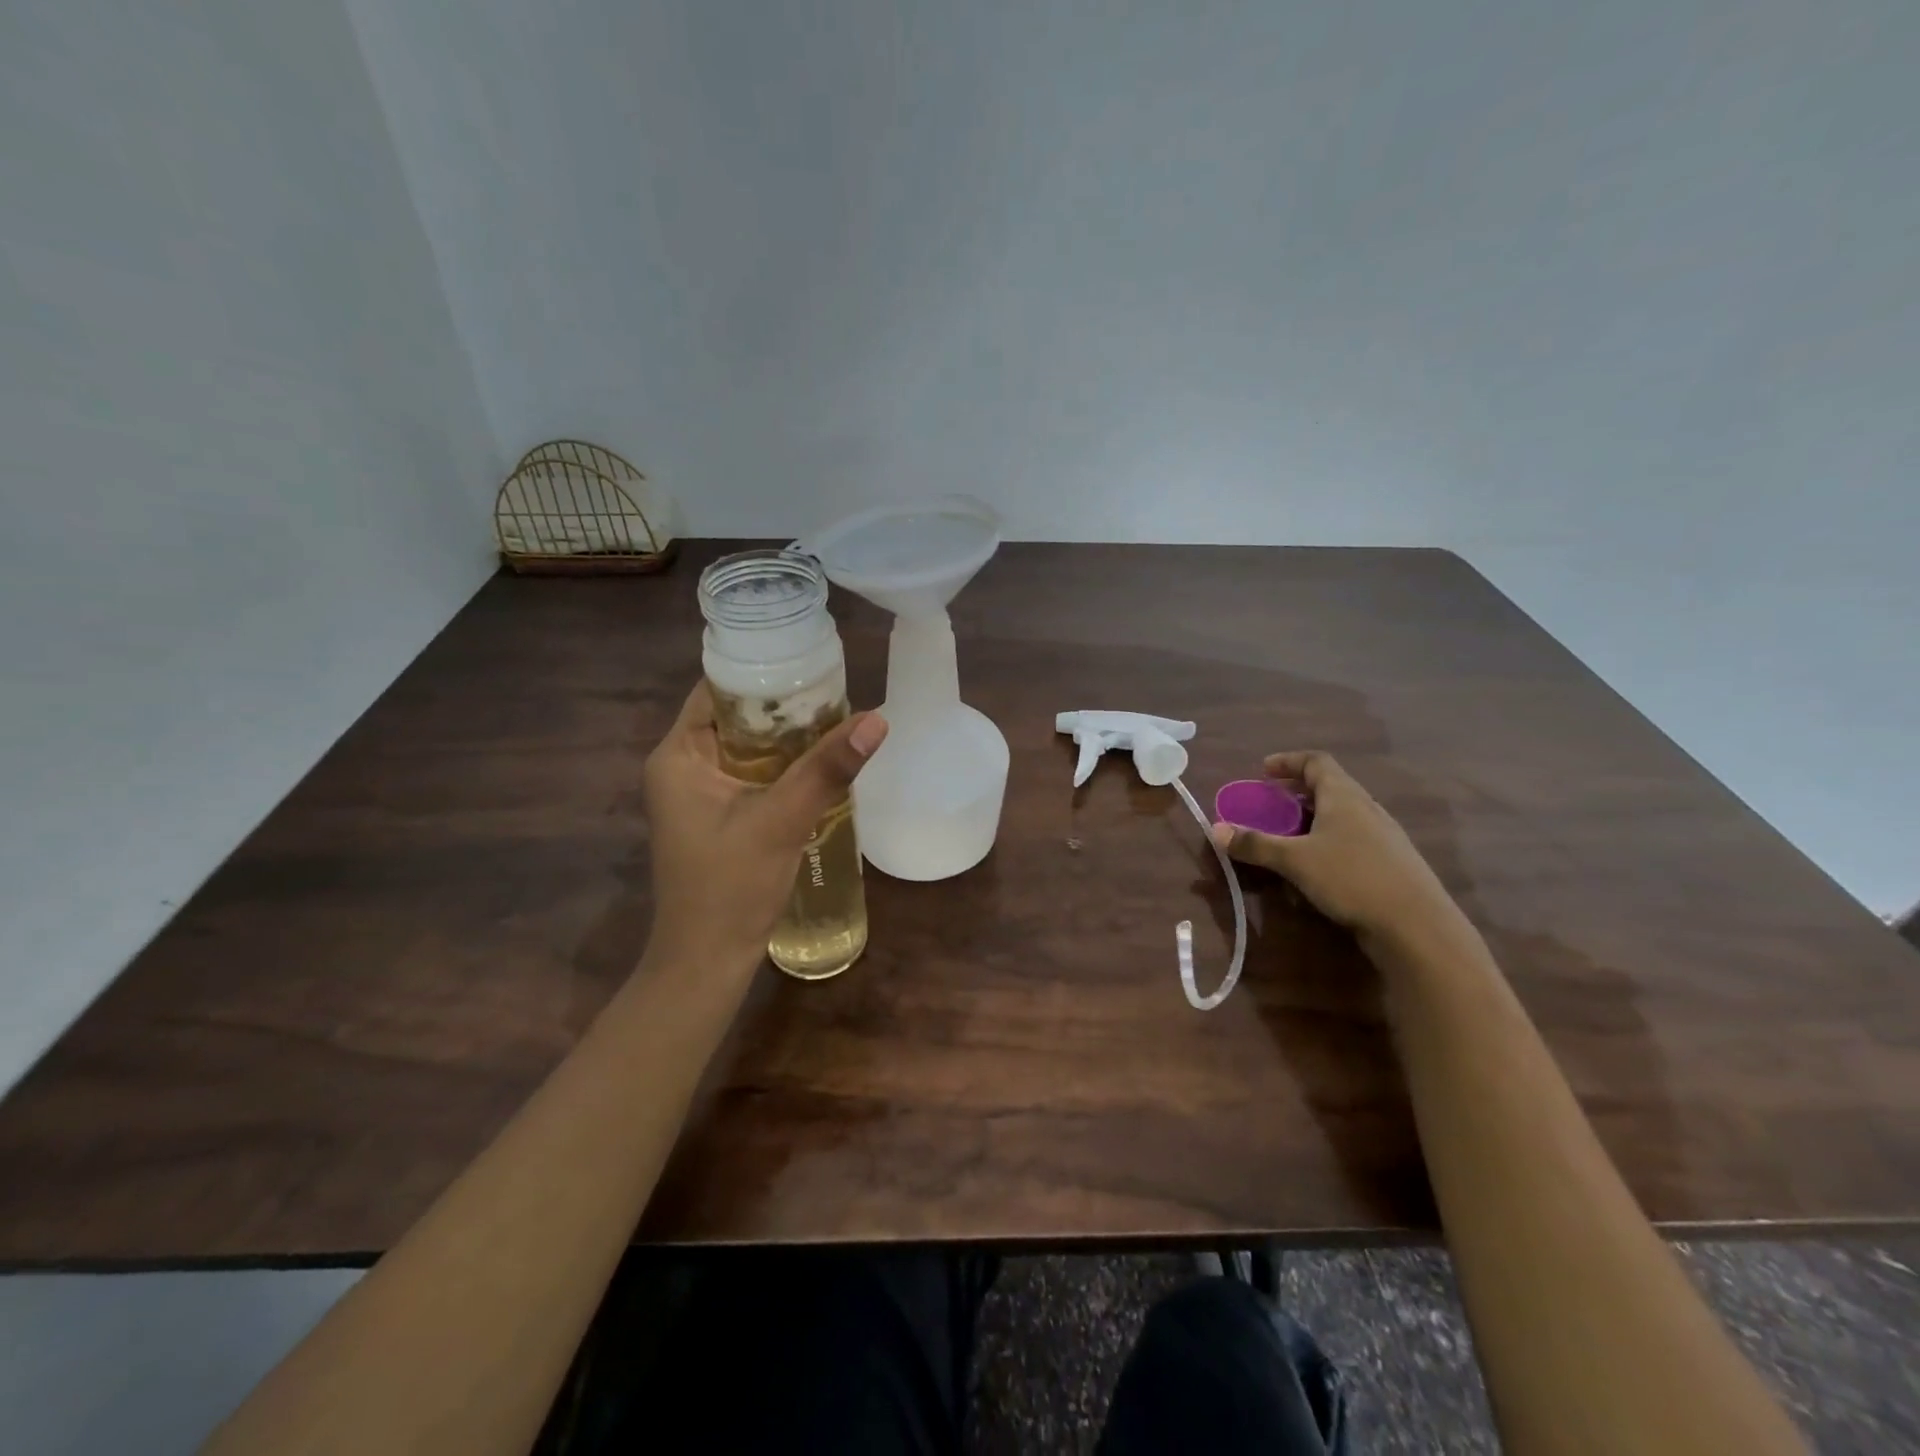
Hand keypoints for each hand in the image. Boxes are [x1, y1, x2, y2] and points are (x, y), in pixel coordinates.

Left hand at [641, 681, 886, 975]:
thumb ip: (826, 769)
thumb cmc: (730, 887)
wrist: (708, 962)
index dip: (764, 675)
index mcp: (678, 755)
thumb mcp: (781, 820)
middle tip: (836, 692)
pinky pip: (755, 774)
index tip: (811, 665)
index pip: (719, 691)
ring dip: (789, 738)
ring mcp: (699, 793)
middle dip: (784, 707)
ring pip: (749, 747)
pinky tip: (822, 764)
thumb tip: (877, 720)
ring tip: (838, 720)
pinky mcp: (718, 816)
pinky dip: (785, 766)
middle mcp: (682, 766)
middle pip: (737, 717)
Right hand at [1211, 751, 1459, 942]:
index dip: (1288, 761)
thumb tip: (1215, 830)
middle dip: (1297, 792)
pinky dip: (1329, 840)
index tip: (1264, 770)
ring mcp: (1384, 836)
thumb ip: (1255, 844)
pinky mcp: (1391, 863)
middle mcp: (1366, 808)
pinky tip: (1317, 867)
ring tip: (1289, 835)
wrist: (1417, 926)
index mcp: (1344, 796)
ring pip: (1342, 814)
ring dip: (1313, 818)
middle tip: (1271, 804)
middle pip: (1330, 786)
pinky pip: (1353, 838)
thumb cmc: (1352, 879)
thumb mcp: (1294, 861)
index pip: (1316, 762)